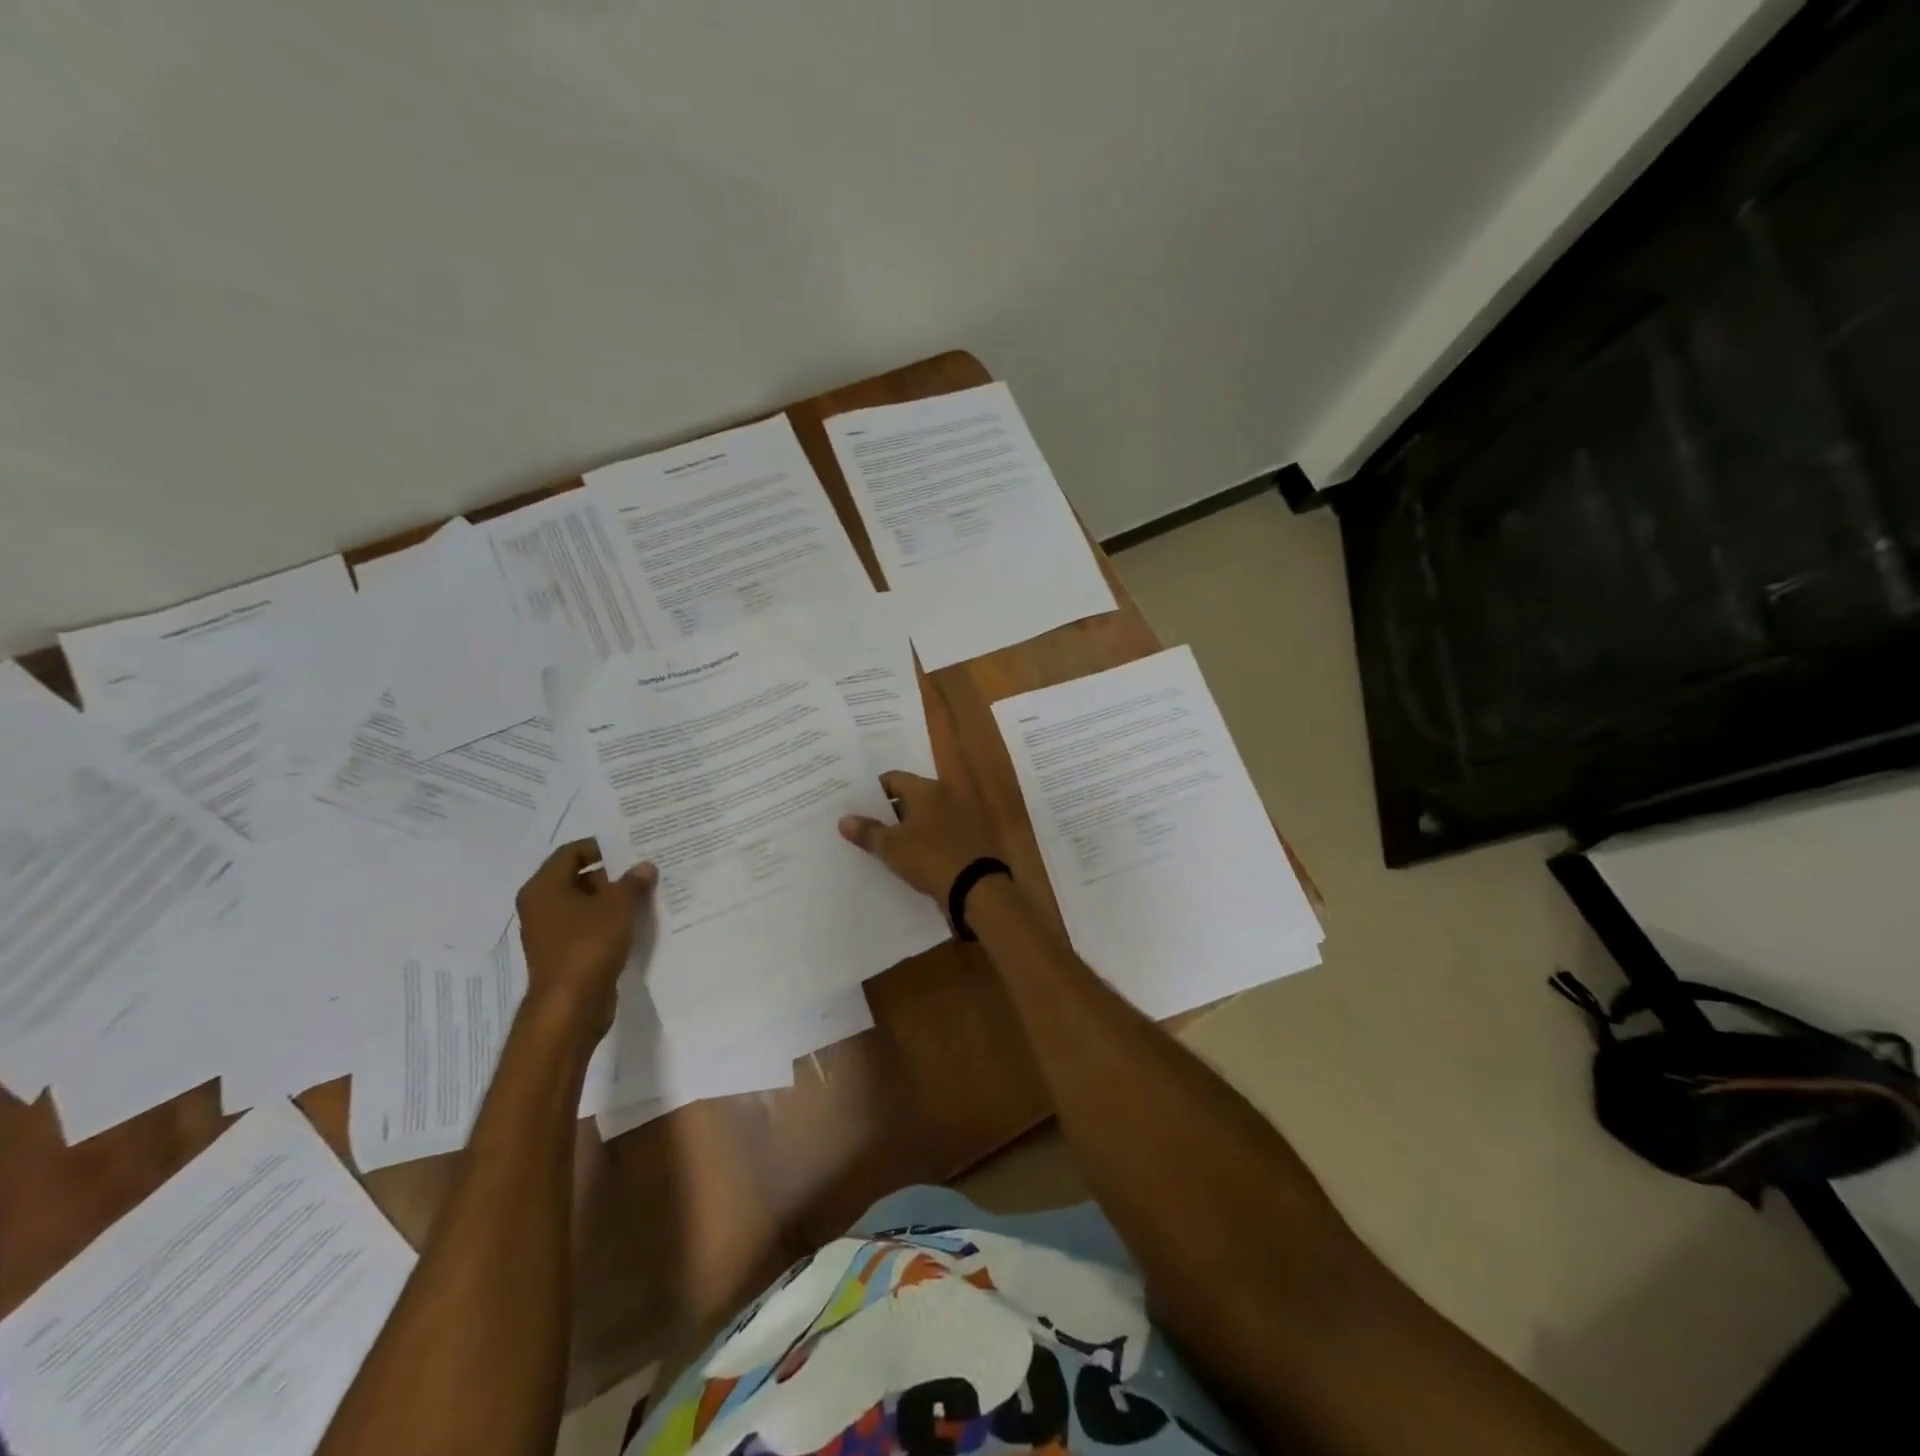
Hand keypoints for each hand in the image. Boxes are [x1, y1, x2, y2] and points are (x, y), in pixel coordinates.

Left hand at [516, 839, 655, 1037]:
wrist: (571, 1006)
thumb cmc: (588, 945)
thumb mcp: (618, 906)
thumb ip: (633, 882)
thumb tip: (644, 866)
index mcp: (544, 888)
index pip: (571, 852)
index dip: (601, 847)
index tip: (632, 848)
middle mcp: (541, 907)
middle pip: (578, 878)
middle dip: (612, 875)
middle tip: (645, 871)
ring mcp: (550, 933)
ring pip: (585, 905)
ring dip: (613, 900)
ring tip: (646, 896)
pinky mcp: (564, 954)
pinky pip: (588, 928)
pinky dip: (609, 923)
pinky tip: (636, 924)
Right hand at [839, 771, 999, 903]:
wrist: (976, 887)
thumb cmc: (930, 857)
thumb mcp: (892, 847)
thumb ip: (867, 832)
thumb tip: (844, 820)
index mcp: (927, 789)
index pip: (893, 779)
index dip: (873, 791)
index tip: (856, 805)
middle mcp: (946, 795)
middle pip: (910, 796)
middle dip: (888, 811)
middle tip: (864, 825)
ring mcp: (960, 816)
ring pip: (925, 816)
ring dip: (906, 827)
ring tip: (882, 843)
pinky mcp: (969, 837)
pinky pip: (938, 832)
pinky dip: (924, 840)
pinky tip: (909, 856)